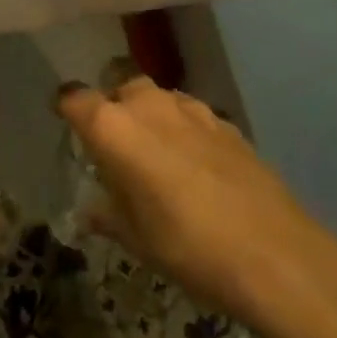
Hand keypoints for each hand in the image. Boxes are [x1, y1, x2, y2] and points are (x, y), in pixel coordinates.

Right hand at [57, 75, 332, 322]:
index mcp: (114, 128)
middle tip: (113, 143)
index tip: (63, 120)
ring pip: (157, 97)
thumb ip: (107, 215)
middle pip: (119, 85)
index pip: (75, 98)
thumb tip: (90, 211)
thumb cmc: (186, 247)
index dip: (66, 106)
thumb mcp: (136, 238)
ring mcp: (191, 109)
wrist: (273, 253)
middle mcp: (149, 105)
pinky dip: (182, 129)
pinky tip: (194, 165)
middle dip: (112, 105)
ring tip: (154, 153)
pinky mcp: (225, 122)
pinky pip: (190, 115)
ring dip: (149, 116)